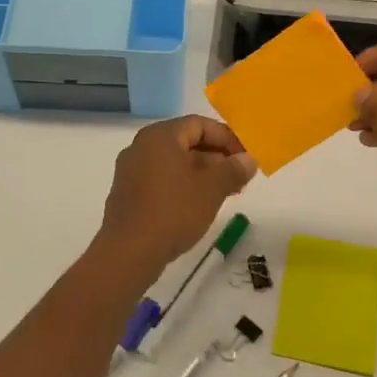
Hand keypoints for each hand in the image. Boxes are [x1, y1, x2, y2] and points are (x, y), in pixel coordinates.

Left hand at [97, 116, 255, 272]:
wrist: (128, 252)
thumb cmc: (173, 212)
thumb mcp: (211, 189)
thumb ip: (233, 169)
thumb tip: (248, 159)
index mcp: (160, 136)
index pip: (199, 124)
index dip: (227, 138)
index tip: (246, 158)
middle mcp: (141, 146)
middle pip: (186, 142)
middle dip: (216, 157)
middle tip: (240, 177)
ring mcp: (131, 170)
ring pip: (174, 163)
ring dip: (202, 173)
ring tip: (226, 193)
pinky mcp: (128, 193)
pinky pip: (161, 179)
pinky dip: (183, 185)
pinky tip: (199, 205)